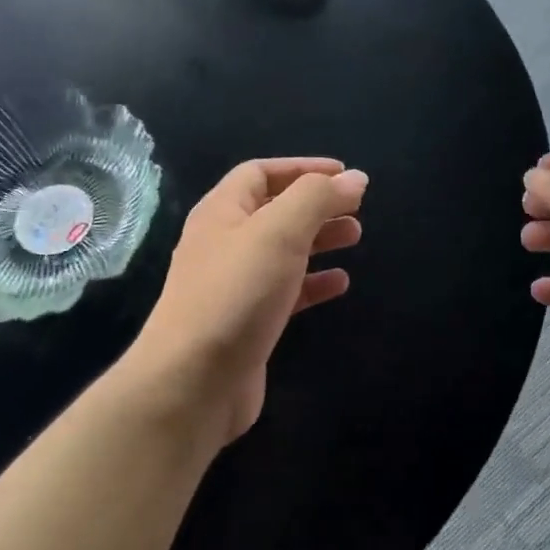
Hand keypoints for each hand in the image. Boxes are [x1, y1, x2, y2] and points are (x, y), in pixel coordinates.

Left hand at [131, 158, 367, 449]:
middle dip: (316, 205)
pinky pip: (286, 291)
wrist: (194, 382)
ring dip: (319, 239)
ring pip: (283, 250)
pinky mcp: (248, 321)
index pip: (261, 173)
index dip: (303, 168)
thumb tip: (354, 178)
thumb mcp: (279, 232)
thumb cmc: (236, 293)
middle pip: (275, 210)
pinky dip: (313, 282)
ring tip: (355, 237)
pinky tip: (340, 284)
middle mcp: (224, 243)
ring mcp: (234, 284)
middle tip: (356, 209)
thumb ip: (318, 198)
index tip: (344, 175)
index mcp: (222, 212)